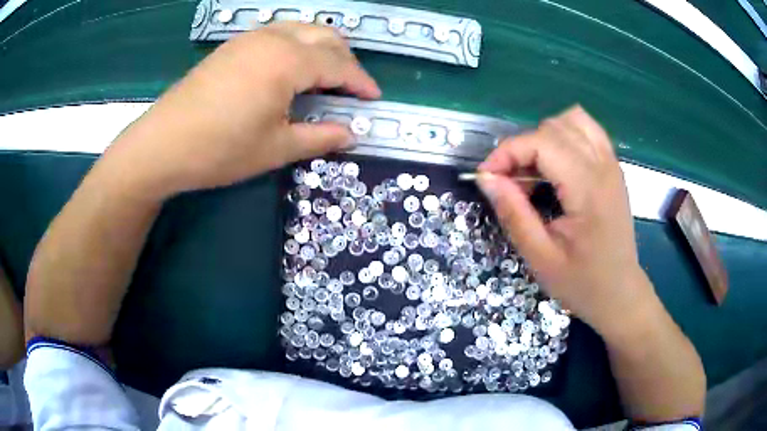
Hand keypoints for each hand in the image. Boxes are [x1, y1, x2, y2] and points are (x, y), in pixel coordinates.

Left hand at [103, 23, 379, 198]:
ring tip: (325, 75)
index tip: (374, 98)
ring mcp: (249, 39)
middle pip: (325, 35)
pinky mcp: (232, 46)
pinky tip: (290, 69)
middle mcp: (272, 39)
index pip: (339, 64)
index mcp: (288, 61)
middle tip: (351, 87)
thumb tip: (352, 134)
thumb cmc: (220, 150)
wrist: (162, 144)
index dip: (361, 82)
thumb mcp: (276, 148)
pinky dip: (296, 45)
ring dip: (321, 48)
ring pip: (301, 29)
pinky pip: (278, 34)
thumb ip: (320, 137)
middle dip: (345, 59)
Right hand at [477, 106, 653, 333]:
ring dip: (544, 138)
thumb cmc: (582, 283)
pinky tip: (557, 163)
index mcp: (588, 188)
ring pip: (571, 120)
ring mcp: (611, 163)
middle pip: (553, 127)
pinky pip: (588, 130)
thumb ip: (513, 213)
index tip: (487, 177)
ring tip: (535, 170)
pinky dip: (565, 135)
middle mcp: (603, 166)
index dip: (507, 152)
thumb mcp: (540, 257)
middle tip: (510, 183)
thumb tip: (486, 178)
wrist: (620, 294)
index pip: (541, 142)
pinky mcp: (613, 167)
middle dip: (522, 148)